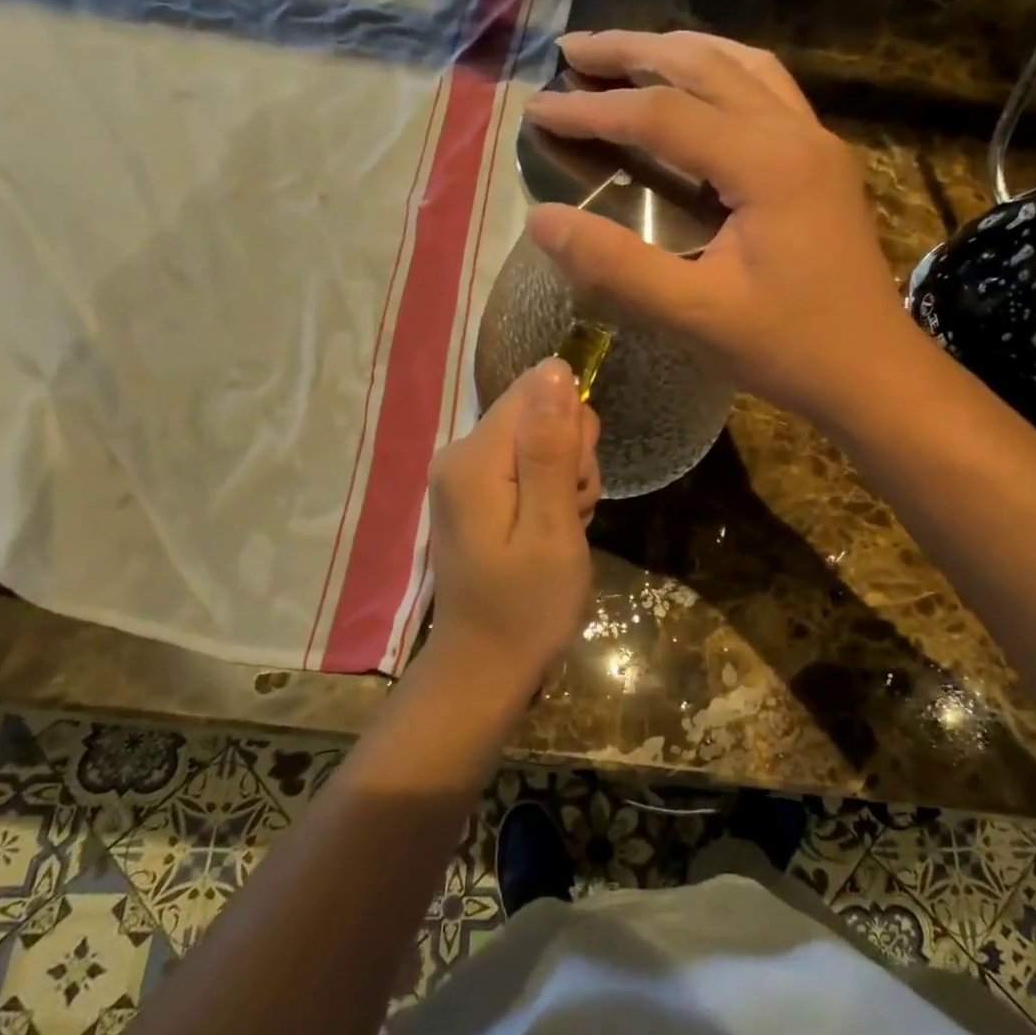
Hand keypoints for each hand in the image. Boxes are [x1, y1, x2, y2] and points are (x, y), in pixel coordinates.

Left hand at [427, 359, 600, 689]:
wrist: (486, 666)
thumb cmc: (527, 607)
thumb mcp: (551, 528)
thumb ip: (551, 448)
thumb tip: (555, 368)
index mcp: (474, 457)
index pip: (538, 392)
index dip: (572, 431)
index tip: (575, 485)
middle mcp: (460, 453)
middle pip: (539, 413)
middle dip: (571, 460)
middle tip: (569, 515)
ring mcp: (465, 473)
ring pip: (542, 440)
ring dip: (566, 481)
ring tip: (560, 531)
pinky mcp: (476, 491)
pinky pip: (528, 466)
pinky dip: (551, 495)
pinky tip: (549, 534)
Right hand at [523, 30, 913, 426]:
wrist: (874, 373)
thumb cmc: (789, 349)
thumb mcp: (695, 315)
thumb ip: (617, 266)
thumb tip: (541, 220)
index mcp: (766, 163)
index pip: (662, 114)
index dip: (593, 108)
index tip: (537, 107)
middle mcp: (795, 132)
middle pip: (703, 64)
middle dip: (630, 51)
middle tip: (571, 49)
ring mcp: (815, 142)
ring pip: (740, 66)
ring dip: (677, 51)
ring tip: (624, 54)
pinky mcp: (821, 162)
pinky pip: (765, 89)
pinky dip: (718, 72)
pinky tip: (697, 88)